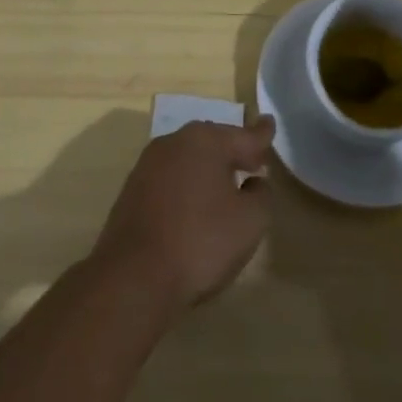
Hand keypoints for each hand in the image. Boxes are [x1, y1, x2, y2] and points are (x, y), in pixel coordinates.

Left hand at [91, 118, 274, 312]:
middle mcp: (174, 142)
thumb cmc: (200, 242)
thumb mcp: (250, 221)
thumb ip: (261, 196)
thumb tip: (253, 184)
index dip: (261, 135)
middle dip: (233, 151)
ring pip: (188, 159)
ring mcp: (148, 166)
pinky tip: (193, 208)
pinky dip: (186, 187)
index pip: (243, 136)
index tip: (270, 124)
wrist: (133, 278)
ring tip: (225, 186)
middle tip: (253, 162)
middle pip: (213, 142)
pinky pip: (169, 180)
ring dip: (207, 170)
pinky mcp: (131, 192)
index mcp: (205, 141)